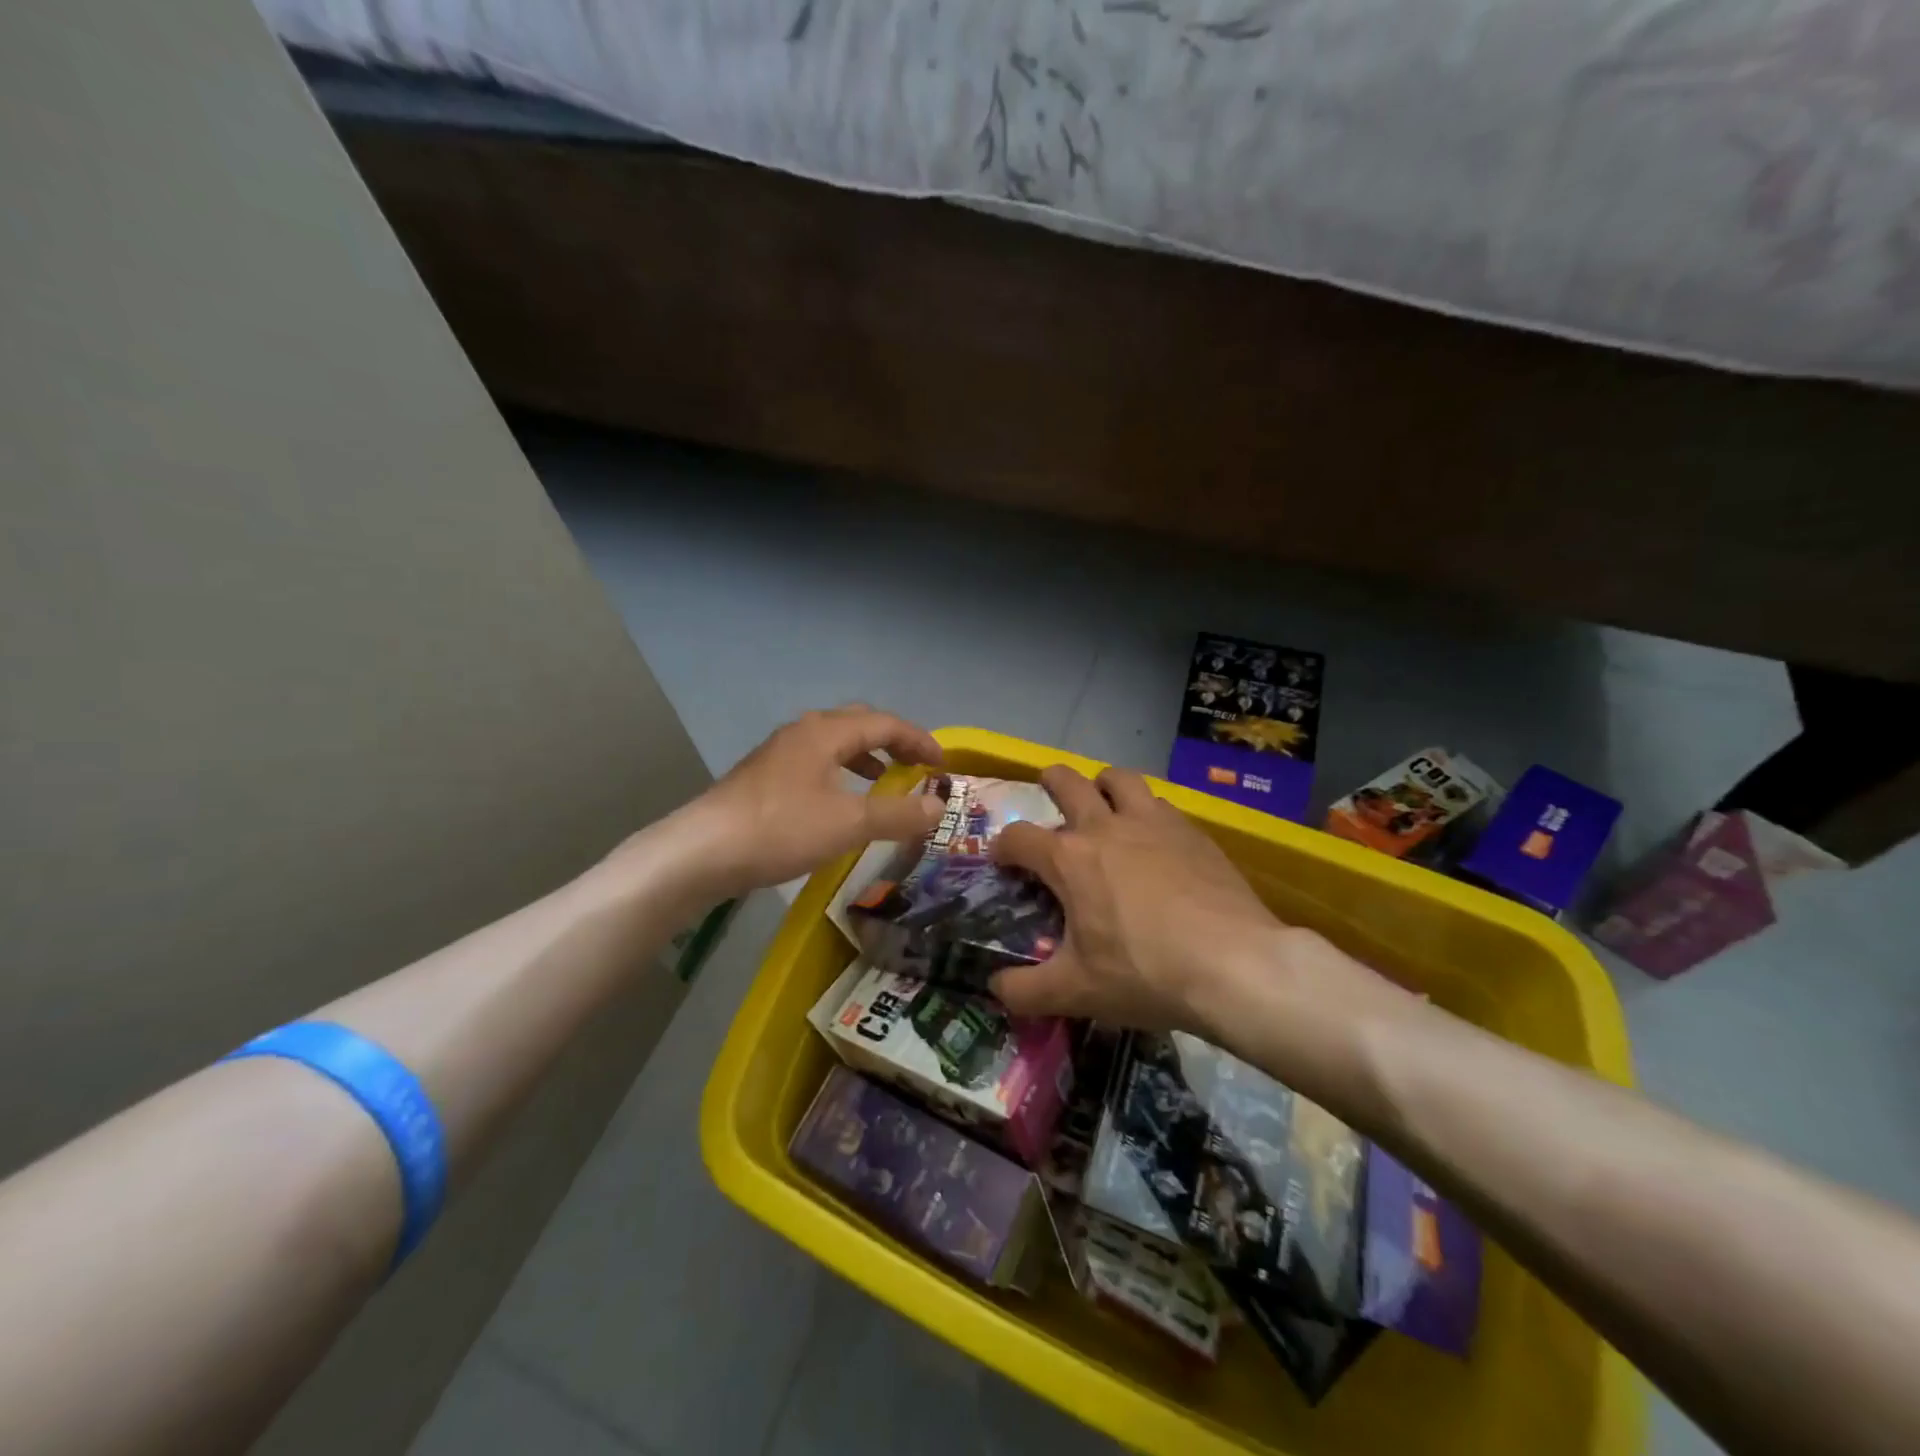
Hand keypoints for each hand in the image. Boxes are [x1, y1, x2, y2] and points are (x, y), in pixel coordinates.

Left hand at [676, 705, 945, 895]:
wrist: (701, 852)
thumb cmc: (780, 829)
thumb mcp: (848, 824)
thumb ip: (897, 814)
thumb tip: (938, 806)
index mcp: (825, 732)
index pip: (884, 723)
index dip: (918, 741)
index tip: (943, 764)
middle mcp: (802, 732)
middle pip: (858, 724)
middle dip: (893, 742)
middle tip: (918, 766)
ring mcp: (779, 753)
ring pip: (834, 743)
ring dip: (866, 757)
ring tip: (886, 781)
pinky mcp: (764, 777)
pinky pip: (816, 762)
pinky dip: (841, 773)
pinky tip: (840, 802)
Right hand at [986, 764, 1287, 1028]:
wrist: (1236, 965)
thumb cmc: (1145, 974)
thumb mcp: (1075, 992)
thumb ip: (1024, 990)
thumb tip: (995, 988)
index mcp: (1069, 859)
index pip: (1018, 837)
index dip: (1002, 847)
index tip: (1003, 861)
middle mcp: (1106, 827)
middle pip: (1067, 781)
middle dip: (1050, 782)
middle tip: (1049, 795)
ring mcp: (1153, 822)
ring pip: (1120, 778)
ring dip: (1103, 785)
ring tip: (1105, 804)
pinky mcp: (1193, 831)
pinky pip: (1160, 804)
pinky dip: (1147, 811)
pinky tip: (1155, 840)